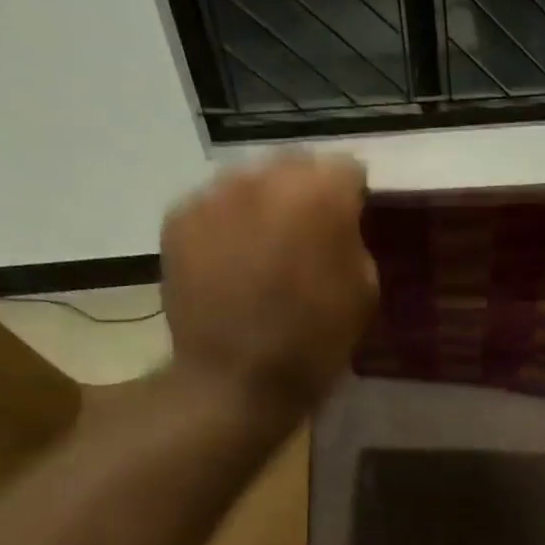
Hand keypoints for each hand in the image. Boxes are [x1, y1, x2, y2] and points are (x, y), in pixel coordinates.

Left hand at [160, 153, 378, 403]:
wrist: (237, 380)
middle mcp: (262, 178)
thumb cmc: (315, 342)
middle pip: (294, 164)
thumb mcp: (365, 291)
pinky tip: (233, 262)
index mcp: (319, 195)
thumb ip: (354, 241)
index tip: (354, 222)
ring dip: (265, 205)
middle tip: (310, 233)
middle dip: (307, 192)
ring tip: (266, 248)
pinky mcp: (179, 218)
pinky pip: (215, 206)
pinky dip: (228, 224)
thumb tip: (339, 224)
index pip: (346, 167)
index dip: (353, 196)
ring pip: (250, 181)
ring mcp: (213, 195)